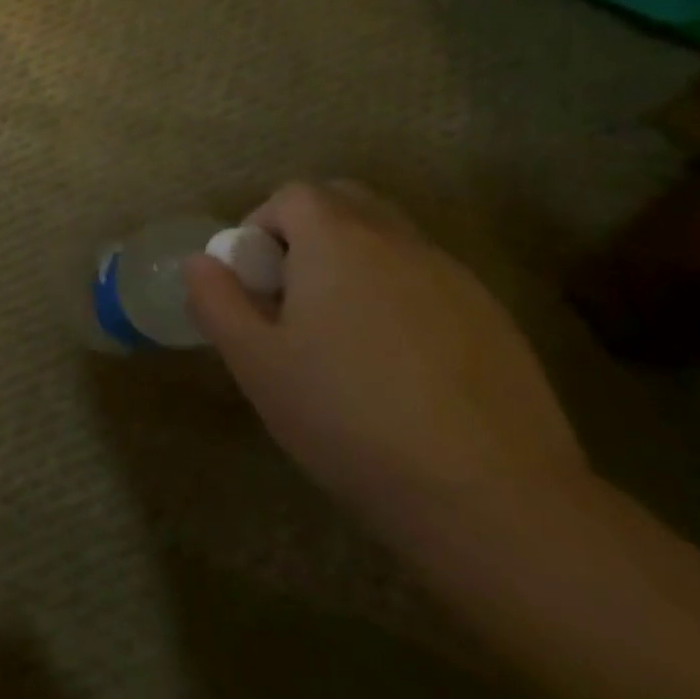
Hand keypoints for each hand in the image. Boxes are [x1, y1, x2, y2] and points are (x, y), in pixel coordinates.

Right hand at [182, 182, 589, 539]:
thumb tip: (201, 261)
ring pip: (391, 241)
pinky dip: (402, 298)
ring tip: (346, 333)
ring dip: (358, 263)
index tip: (257, 281)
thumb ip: (215, 299)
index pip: (292, 195)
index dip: (262, 225)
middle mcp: (399, 243)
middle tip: (296, 294)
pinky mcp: (498, 322)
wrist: (495, 503)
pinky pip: (431, 283)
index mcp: (339, 241)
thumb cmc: (350, 418)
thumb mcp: (255, 362)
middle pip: (346, 202)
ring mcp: (456, 280)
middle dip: (310, 231)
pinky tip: (401, 365)